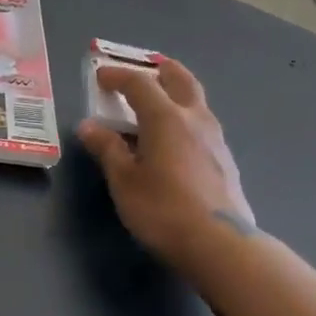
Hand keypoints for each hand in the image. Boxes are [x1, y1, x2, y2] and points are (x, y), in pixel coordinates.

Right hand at [77, 58, 255, 270]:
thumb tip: (89, 126)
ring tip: (156, 106)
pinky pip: (202, 125)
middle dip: (160, 71)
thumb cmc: (163, 210)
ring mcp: (216, 139)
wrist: (220, 244)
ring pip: (196, 102)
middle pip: (180, 79)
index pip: (139, 84)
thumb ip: (108, 149)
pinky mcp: (225, 160)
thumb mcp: (124, 181)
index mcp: (166, 118)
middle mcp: (195, 119)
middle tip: (143, 71)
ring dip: (175, 94)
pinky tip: (174, 141)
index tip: (101, 76)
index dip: (118, 76)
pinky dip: (184, 119)